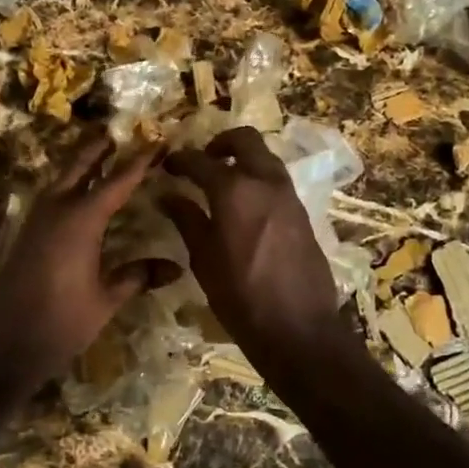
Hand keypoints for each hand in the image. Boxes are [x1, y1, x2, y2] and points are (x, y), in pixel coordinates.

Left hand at [0, 135, 178, 386]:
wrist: (2, 341)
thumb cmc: (59, 321)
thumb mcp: (104, 300)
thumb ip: (136, 277)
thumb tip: (175, 267)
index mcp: (81, 219)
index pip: (117, 181)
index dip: (139, 162)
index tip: (158, 142)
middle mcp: (57, 210)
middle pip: (79, 167)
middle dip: (99, 149)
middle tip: (118, 132)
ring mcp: (37, 220)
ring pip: (61, 179)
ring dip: (80, 165)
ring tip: (100, 156)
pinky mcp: (27, 234)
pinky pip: (52, 196)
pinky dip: (68, 185)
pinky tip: (77, 197)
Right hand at [160, 128, 346, 360]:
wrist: (298, 327)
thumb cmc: (240, 295)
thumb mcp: (203, 259)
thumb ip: (187, 219)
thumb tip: (168, 196)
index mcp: (234, 190)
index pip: (200, 161)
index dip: (179, 160)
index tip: (166, 165)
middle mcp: (265, 182)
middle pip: (245, 140)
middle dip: (220, 143)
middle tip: (202, 161)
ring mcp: (289, 195)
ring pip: (265, 157)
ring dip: (243, 159)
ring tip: (222, 182)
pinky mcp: (302, 212)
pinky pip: (277, 180)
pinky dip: (258, 178)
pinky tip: (244, 205)